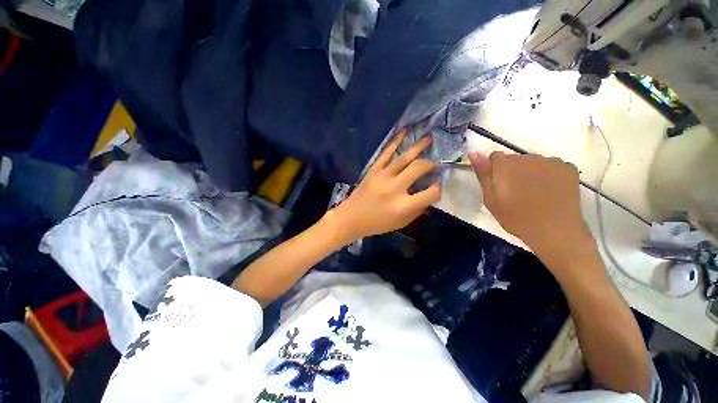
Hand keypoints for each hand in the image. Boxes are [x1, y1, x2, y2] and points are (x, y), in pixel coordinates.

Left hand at [329, 130, 441, 241]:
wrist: (351, 217)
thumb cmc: (377, 223)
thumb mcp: (401, 222)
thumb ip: (417, 210)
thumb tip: (429, 196)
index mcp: (403, 205)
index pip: (430, 193)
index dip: (437, 190)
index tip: (437, 186)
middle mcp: (395, 188)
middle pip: (418, 168)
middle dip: (430, 165)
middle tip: (434, 165)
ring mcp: (383, 176)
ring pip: (404, 157)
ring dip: (419, 146)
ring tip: (429, 139)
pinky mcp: (374, 170)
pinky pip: (386, 152)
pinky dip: (396, 140)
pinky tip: (405, 131)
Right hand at [469, 152, 596, 271]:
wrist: (554, 230)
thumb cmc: (515, 217)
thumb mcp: (490, 198)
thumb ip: (483, 174)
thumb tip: (473, 153)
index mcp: (505, 165)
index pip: (494, 156)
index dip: (493, 169)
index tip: (497, 184)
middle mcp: (527, 157)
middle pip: (514, 158)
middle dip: (511, 170)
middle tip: (514, 192)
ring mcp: (550, 161)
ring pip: (533, 162)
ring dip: (529, 171)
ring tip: (533, 192)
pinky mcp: (568, 168)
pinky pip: (551, 165)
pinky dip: (548, 174)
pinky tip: (550, 190)